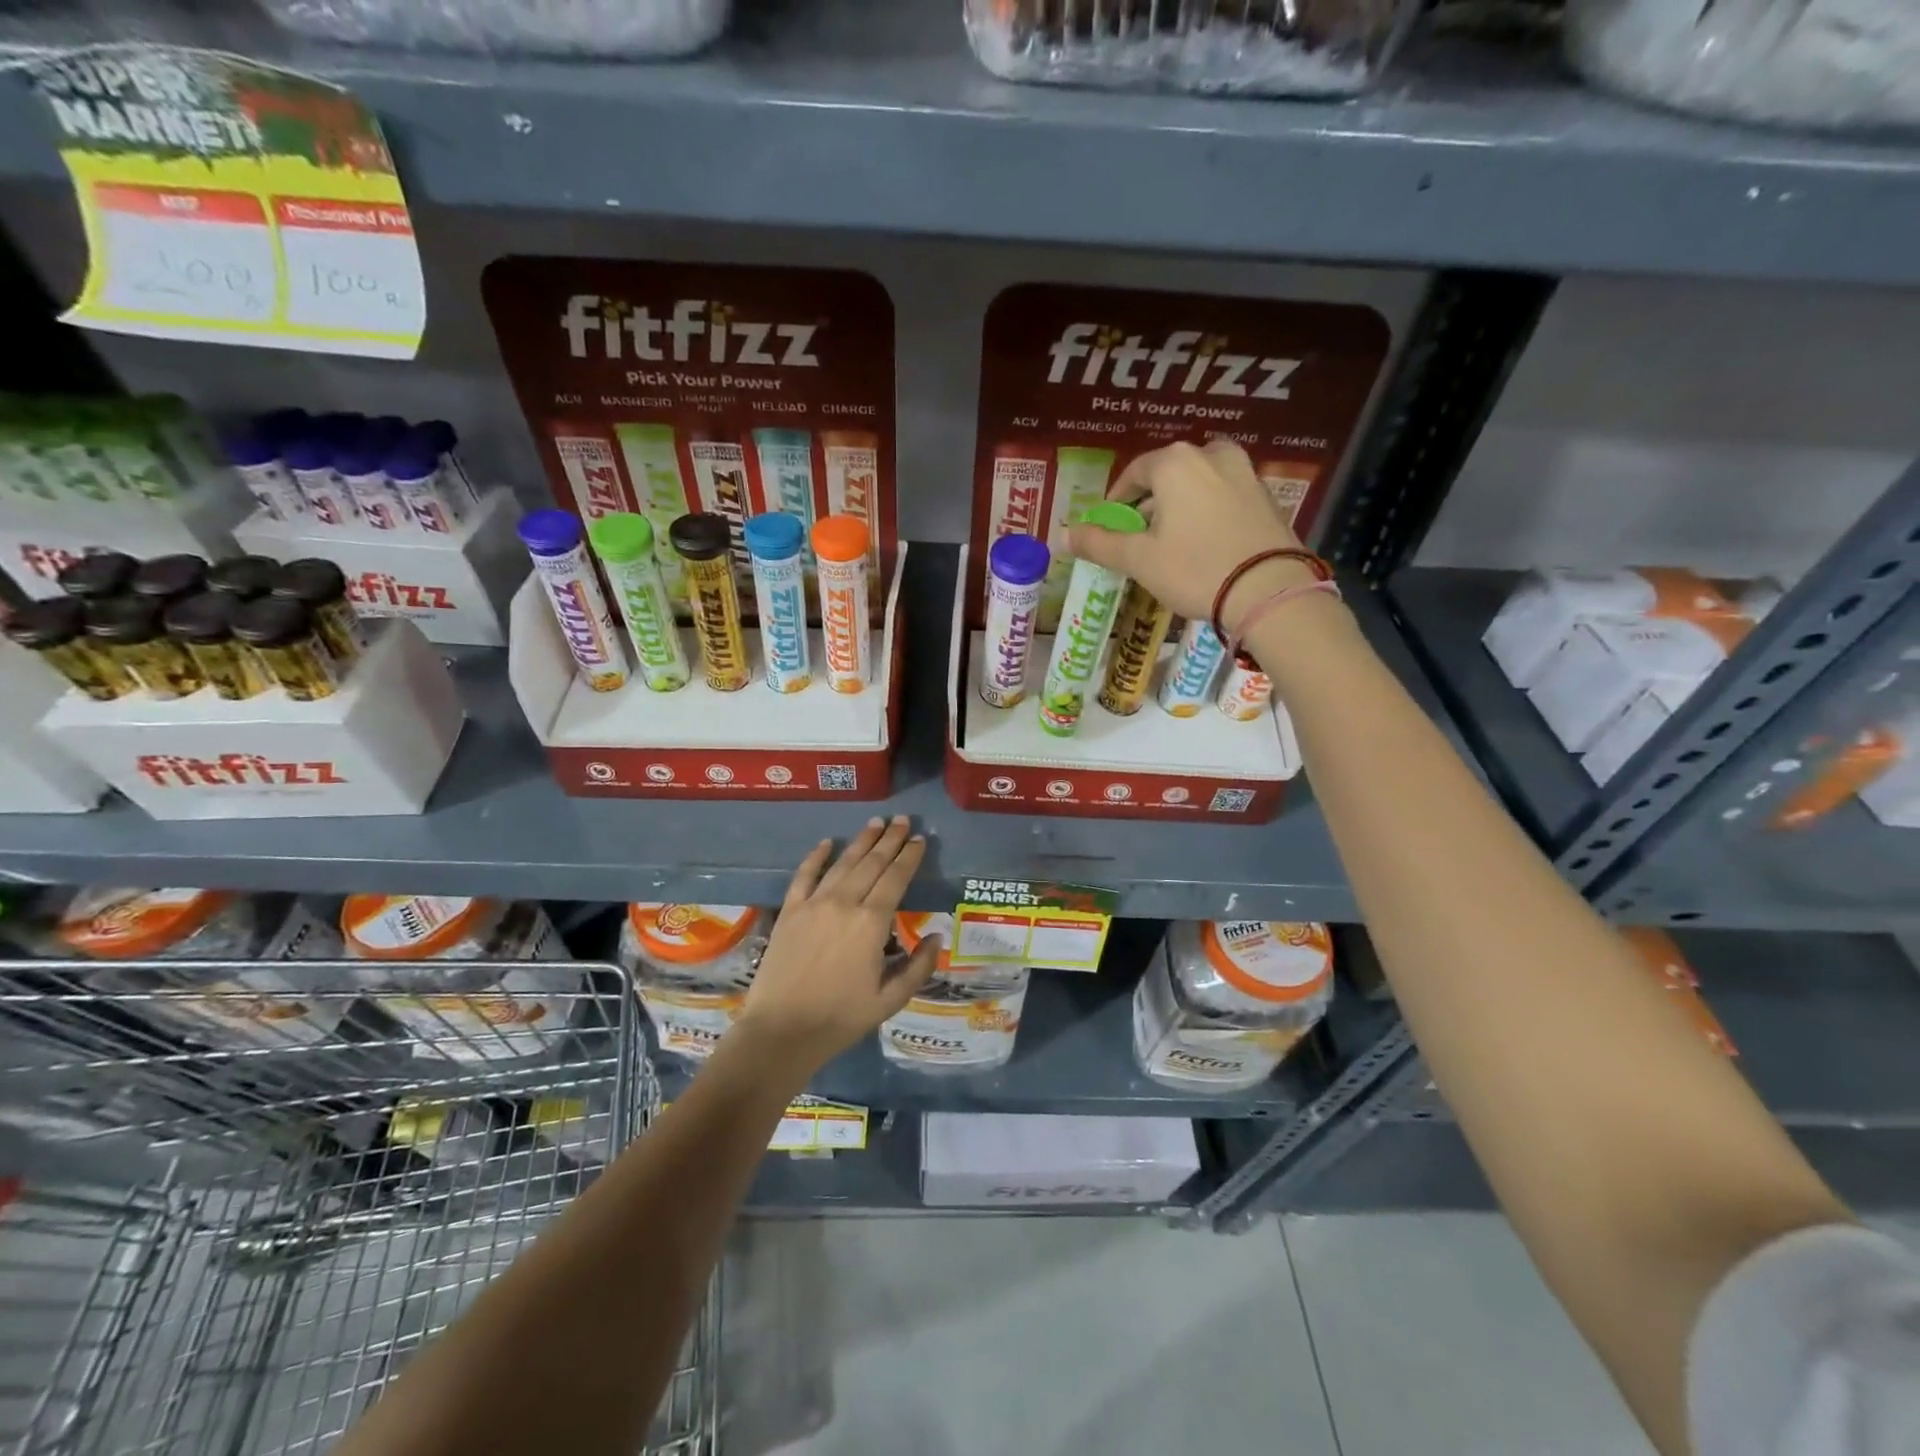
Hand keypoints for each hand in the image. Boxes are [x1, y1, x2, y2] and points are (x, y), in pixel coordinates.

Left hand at [734, 815, 938, 1071]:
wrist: (781, 1031)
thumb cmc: (840, 1018)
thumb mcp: (890, 1000)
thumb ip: (918, 967)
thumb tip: (936, 936)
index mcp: (871, 923)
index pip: (896, 879)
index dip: (909, 857)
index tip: (920, 839)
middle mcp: (844, 903)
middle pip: (872, 863)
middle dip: (890, 839)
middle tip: (903, 820)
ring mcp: (813, 904)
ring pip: (843, 863)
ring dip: (861, 841)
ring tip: (876, 822)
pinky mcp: (790, 911)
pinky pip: (804, 875)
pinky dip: (816, 856)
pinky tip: (827, 843)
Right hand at [1066, 439, 1316, 631]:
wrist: (1270, 591)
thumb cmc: (1195, 569)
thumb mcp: (1139, 560)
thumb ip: (1099, 544)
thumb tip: (1062, 534)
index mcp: (1176, 462)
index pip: (1135, 472)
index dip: (1117, 499)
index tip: (1110, 524)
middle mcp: (1212, 455)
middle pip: (1169, 475)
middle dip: (1150, 502)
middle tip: (1140, 537)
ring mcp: (1246, 472)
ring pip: (1200, 484)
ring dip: (1181, 506)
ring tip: (1172, 542)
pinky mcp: (1267, 496)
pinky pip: (1226, 497)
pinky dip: (1209, 512)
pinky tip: (1205, 544)